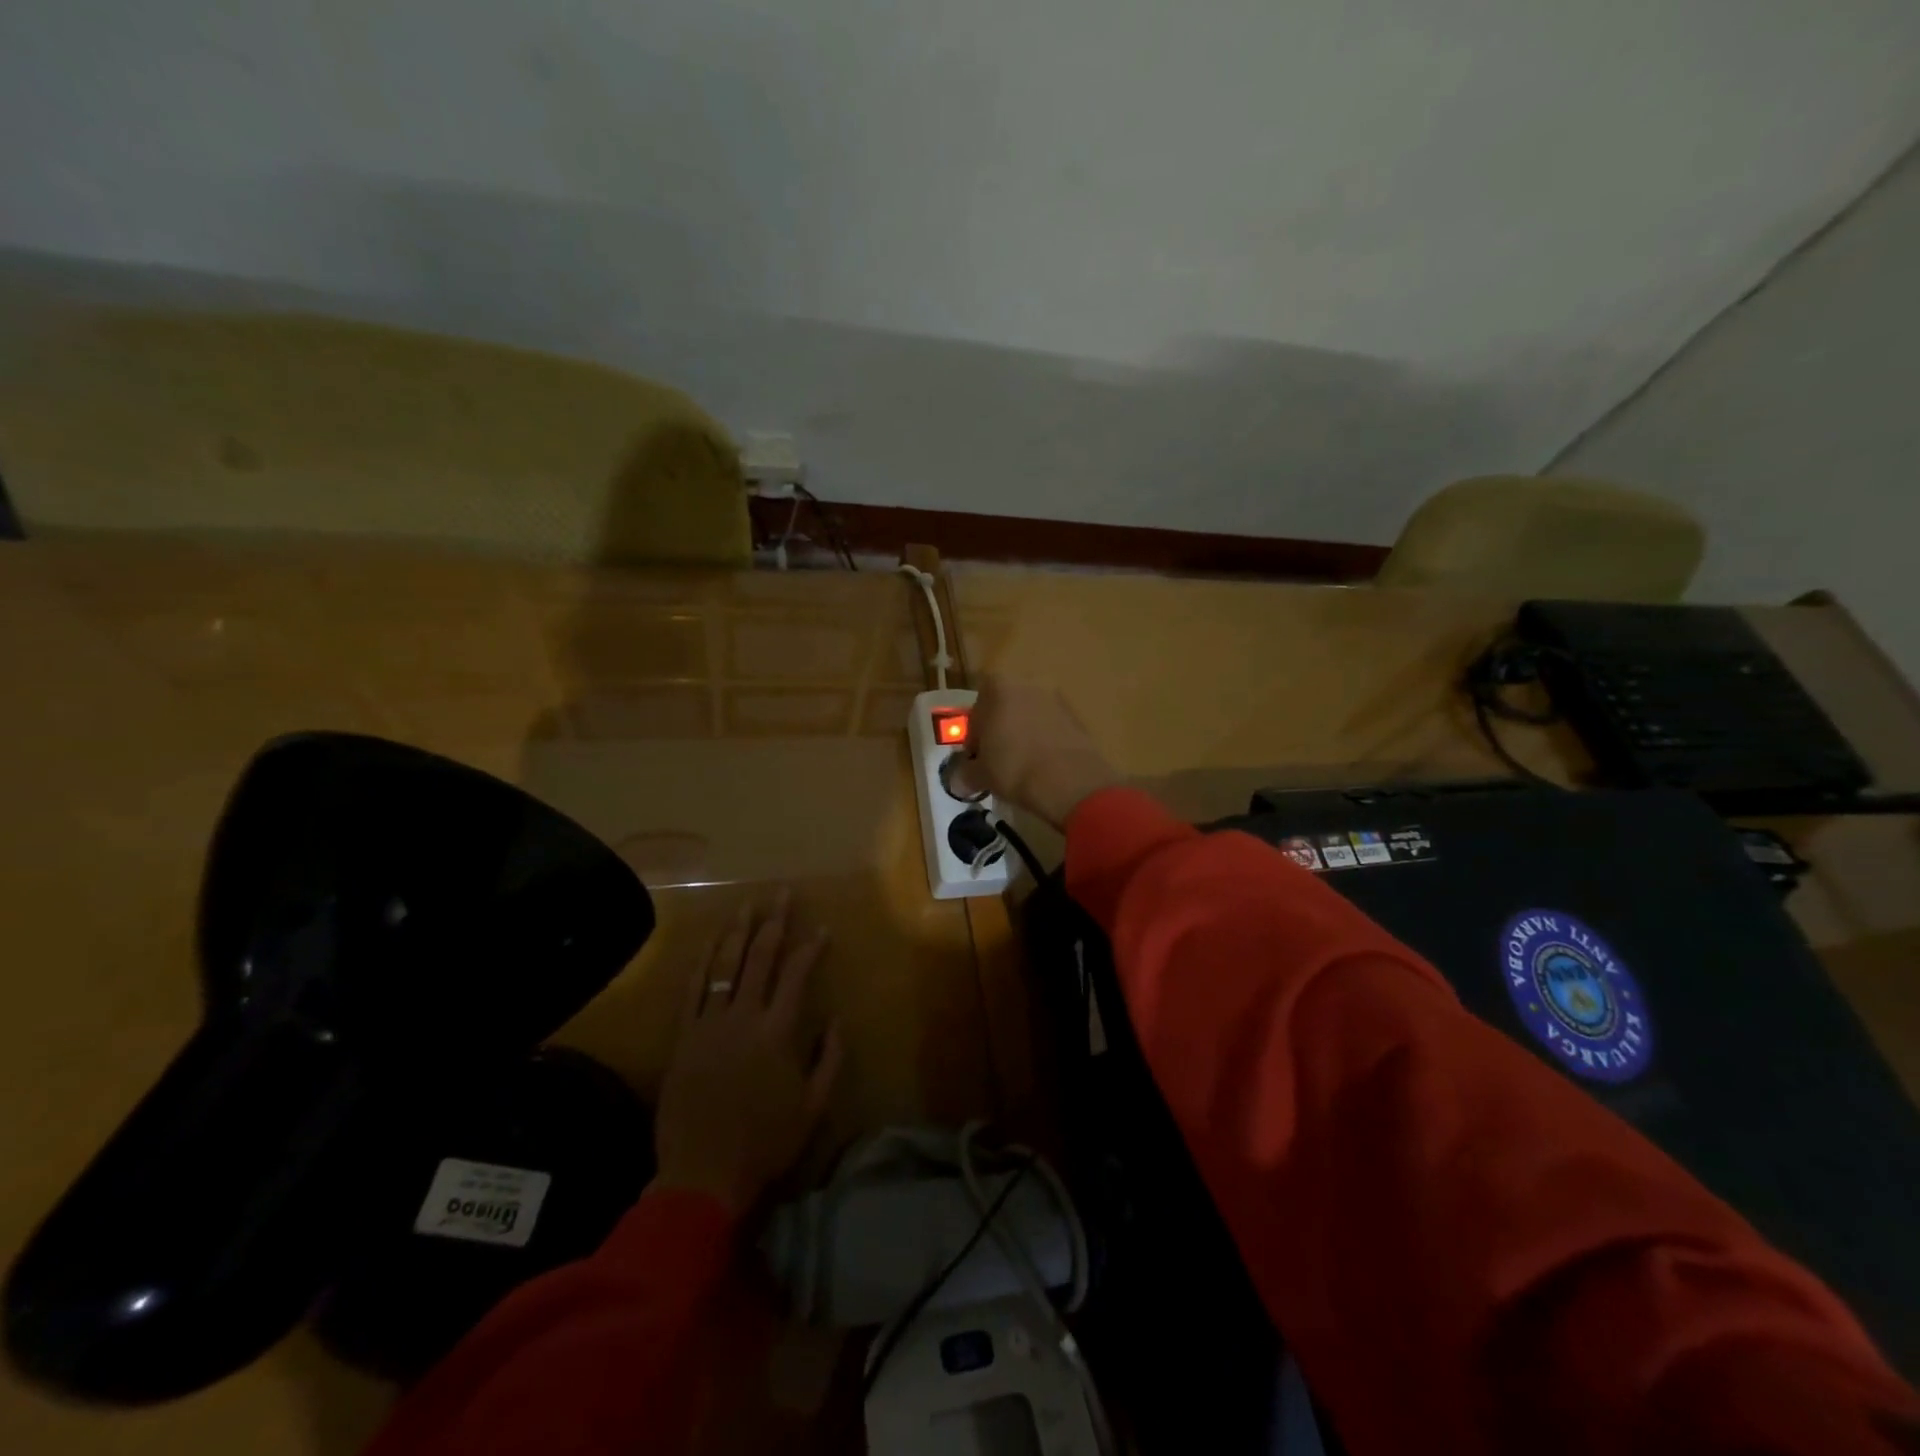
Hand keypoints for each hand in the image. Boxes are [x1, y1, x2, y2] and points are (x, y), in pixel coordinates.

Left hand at [652, 892, 842, 1218]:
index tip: (822, 928)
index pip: (797, 975)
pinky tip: (709, 943)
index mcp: (777, 1032)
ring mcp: (709, 1025)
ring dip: (737, 932)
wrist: (701, 1174)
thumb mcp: (812, 1107)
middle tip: (781, 894)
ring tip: (747, 905)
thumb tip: (837, 1020)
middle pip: (760, 959)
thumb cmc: (764, 1142)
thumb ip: (829, 1060)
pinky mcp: (683, 1038)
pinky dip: (701, 963)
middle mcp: (743, 1018)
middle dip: (774, 923)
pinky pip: (692, 991)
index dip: (811, 947)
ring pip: (724, 966)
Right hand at [946, 675, 1119, 828]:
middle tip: (996, 762)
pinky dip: (1044, 742)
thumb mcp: (980, 774)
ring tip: (1020, 767)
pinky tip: (1041, 767)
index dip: (974, 737)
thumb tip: (957, 782)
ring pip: (1029, 717)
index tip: (976, 759)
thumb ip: (965, 773)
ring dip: (1022, 736)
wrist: (1069, 781)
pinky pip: (1051, 728)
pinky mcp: (1077, 718)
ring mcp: (1057, 699)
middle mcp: (1028, 684)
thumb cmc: (1013, 768)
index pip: (977, 709)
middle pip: (1005, 708)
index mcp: (999, 687)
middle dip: (999, 732)